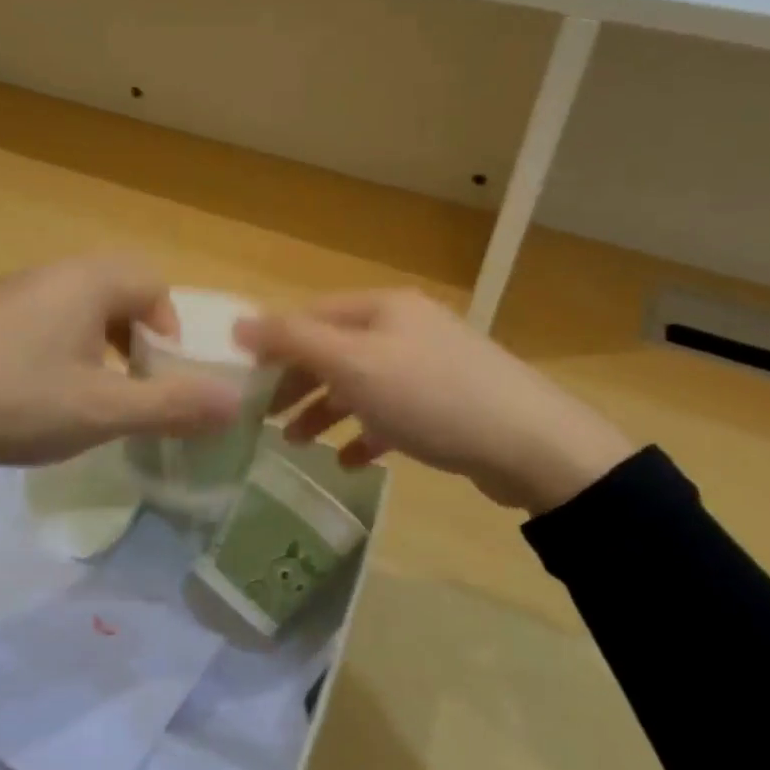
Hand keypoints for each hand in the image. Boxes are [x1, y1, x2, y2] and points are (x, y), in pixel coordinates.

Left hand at [0, 255, 242, 487]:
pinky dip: (62, 345)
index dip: (169, 329)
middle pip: (118, 289)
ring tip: (90, 391)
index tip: (159, 375)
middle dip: (136, 336)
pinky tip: (41, 390)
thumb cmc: (17, 401)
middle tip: (131, 382)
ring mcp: (13, 290)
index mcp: (87, 281)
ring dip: (99, 342)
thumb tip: (236, 403)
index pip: (153, 283)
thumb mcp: (102, 411)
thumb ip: (171, 405)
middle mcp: (52, 272)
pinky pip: (44, 316)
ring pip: (79, 304)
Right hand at [234, 289, 635, 514]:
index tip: (243, 382)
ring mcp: (427, 365)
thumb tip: (239, 323)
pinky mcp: (445, 404)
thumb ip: (293, 340)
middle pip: (333, 350)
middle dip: (297, 384)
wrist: (531, 445)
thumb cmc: (430, 397)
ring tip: (297, 445)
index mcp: (382, 308)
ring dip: (325, 411)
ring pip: (359, 384)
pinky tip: (350, 461)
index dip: (273, 346)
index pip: (310, 316)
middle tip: (262, 418)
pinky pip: (390, 414)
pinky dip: (365, 433)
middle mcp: (403, 328)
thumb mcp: (353, 364)